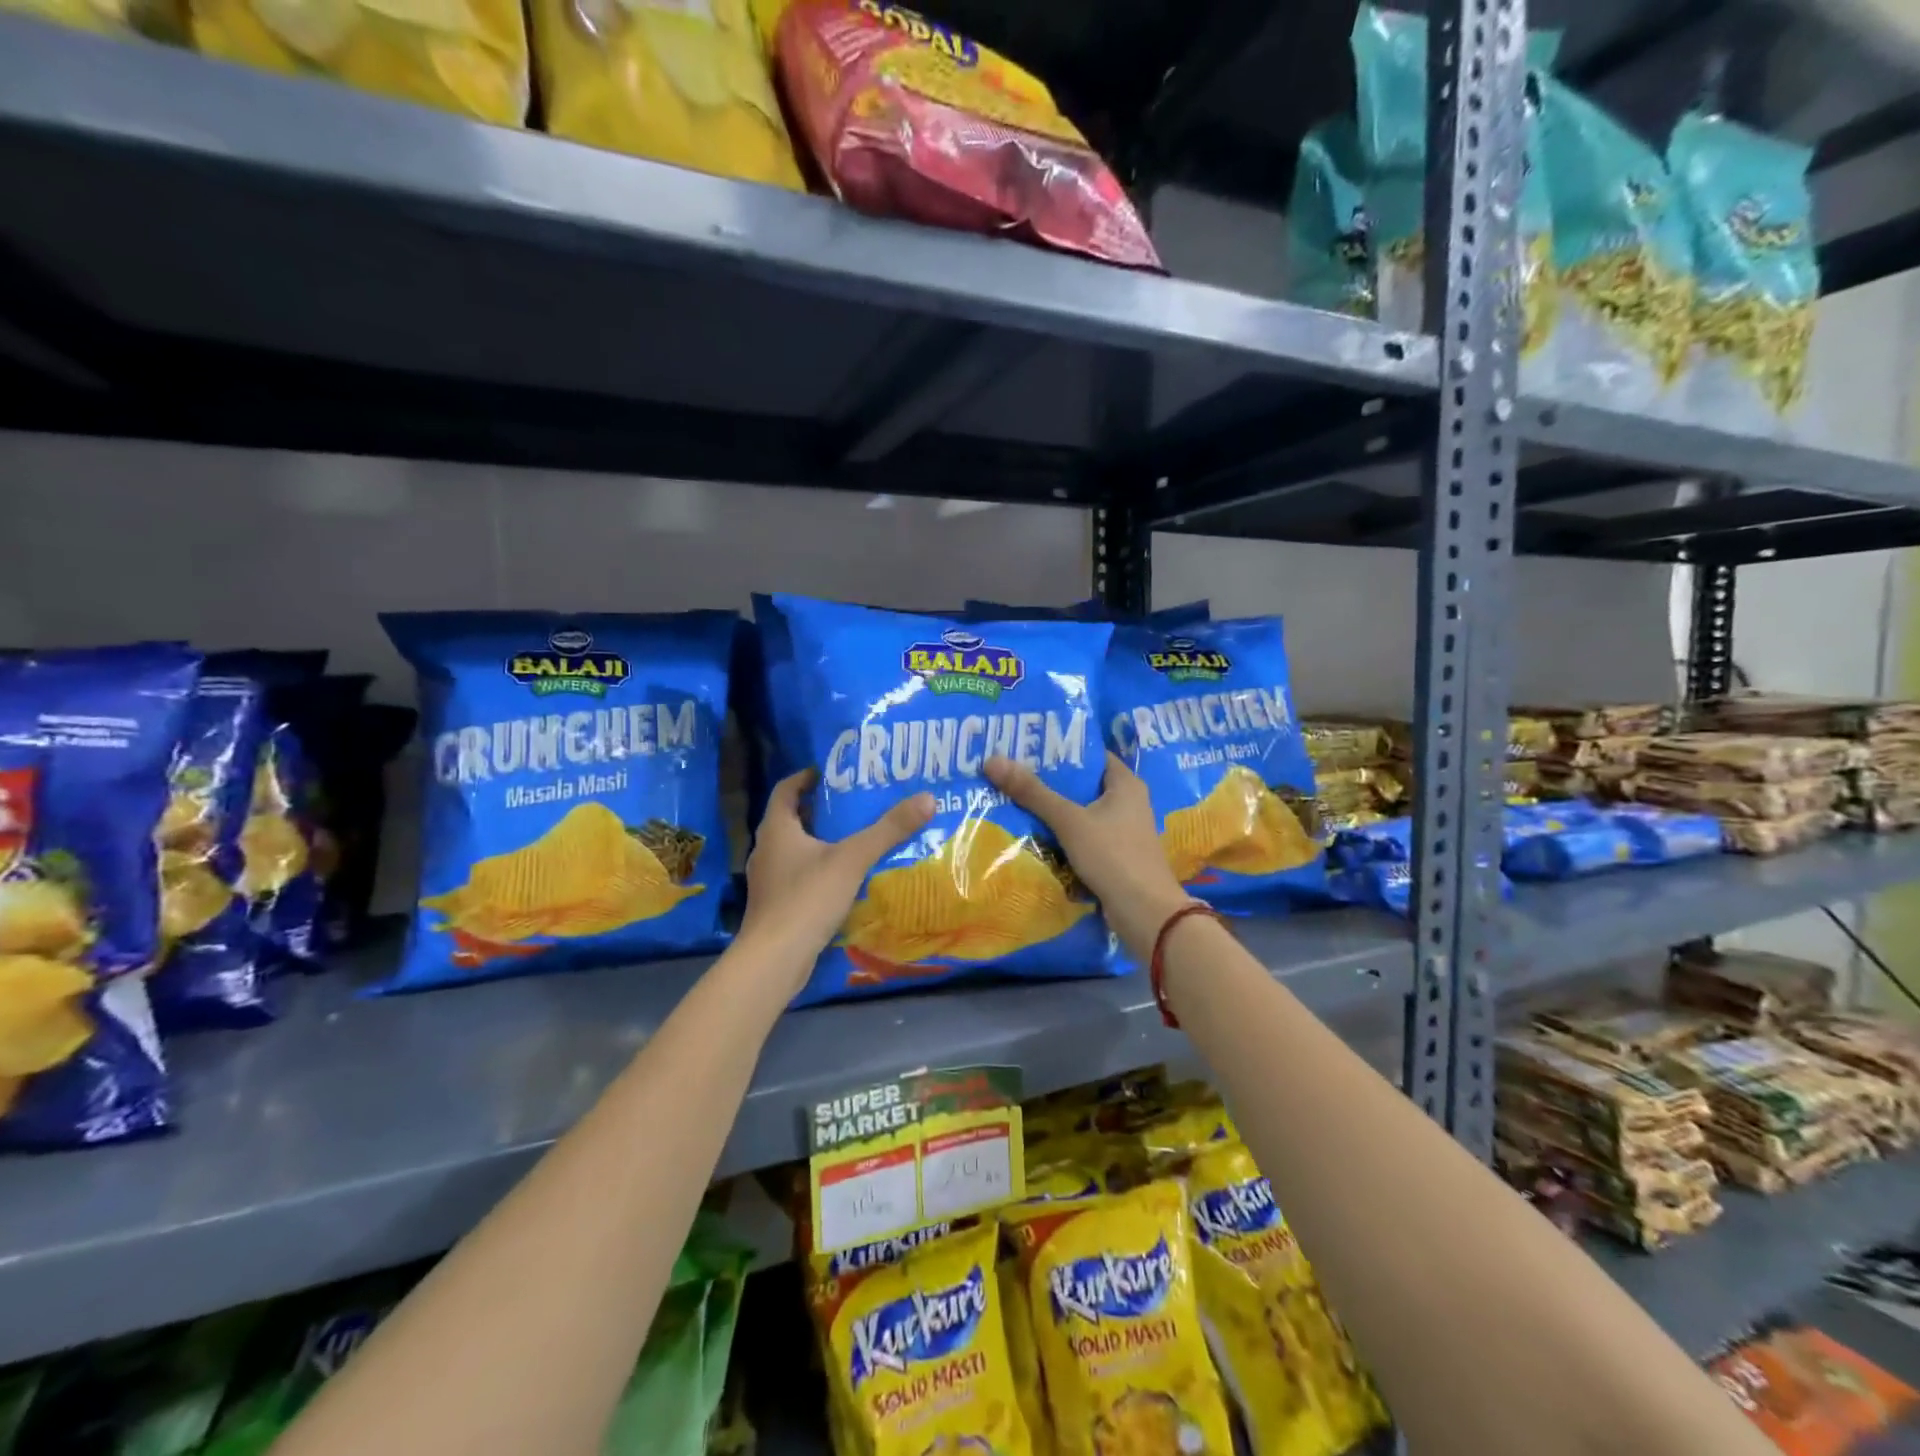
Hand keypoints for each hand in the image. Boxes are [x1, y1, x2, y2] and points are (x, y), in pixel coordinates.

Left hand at [735, 769, 934, 990]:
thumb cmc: (807, 898)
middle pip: (792, 819)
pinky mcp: (776, 906)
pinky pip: (798, 876)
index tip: (831, 771)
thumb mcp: (853, 859)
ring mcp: (768, 880)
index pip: (786, 789)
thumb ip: (889, 829)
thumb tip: (927, 798)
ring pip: (795, 850)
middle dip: (821, 810)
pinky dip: (819, 870)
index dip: (806, 777)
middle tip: (855, 802)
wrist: (774, 960)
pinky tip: (844, 878)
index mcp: (776, 829)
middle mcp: (766, 849)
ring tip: (855, 838)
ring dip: (820, 841)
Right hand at [983, 753, 1193, 955]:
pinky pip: (1083, 838)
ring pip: (1081, 813)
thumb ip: (1033, 792)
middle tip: (1012, 774)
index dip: (1061, 750)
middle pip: (1083, 785)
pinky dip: (1062, 836)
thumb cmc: (1113, 856)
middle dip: (1050, 782)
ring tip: (1014, 801)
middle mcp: (1128, 802)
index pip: (1091, 755)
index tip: (1027, 748)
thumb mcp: (1069, 821)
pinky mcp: (1115, 856)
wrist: (1145, 913)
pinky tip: (1034, 835)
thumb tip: (992, 760)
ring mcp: (1123, 831)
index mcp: (1126, 784)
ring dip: (1053, 812)